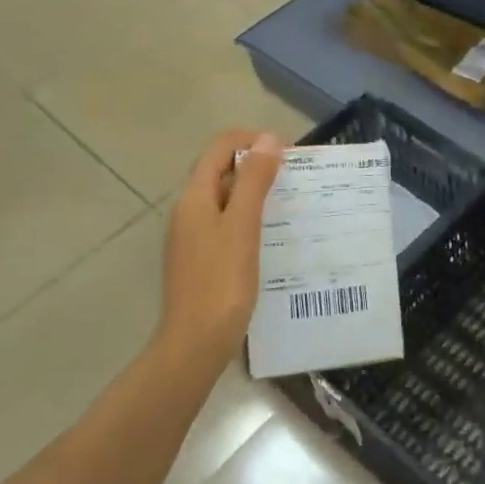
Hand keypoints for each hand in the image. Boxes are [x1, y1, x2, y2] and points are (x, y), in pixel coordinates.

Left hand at [157, 130, 282, 371]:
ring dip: (256, 193)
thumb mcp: (243, 226)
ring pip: (226, 198)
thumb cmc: (222, 282)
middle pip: (221, 170)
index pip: (220, 147)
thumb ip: (254, 181)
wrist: (196, 343)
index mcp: (194, 197)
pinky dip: (250, 218)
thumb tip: (268, 139)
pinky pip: (227, 224)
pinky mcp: (202, 258)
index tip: (288, 154)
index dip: (252, 141)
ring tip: (291, 204)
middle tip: (296, 179)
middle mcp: (189, 211)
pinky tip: (273, 237)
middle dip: (257, 166)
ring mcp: (193, 236)